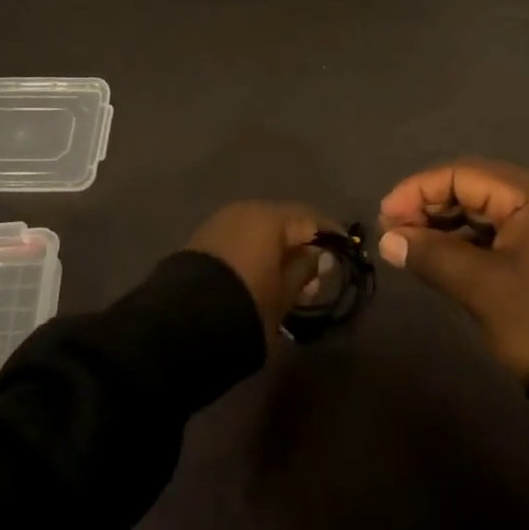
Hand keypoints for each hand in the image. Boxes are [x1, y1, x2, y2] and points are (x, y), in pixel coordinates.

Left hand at [186, 201, 332, 336]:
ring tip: (288, 280)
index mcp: (270, 217)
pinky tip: (261, 275)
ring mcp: (222, 222)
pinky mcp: (204, 239)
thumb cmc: (248, 301)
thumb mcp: (285, 292)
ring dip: (276, 250)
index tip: (344, 249)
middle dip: (300, 244)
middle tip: (316, 272)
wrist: (185, 320)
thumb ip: (305, 269)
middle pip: (283, 222)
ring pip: (260, 231)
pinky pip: (240, 239)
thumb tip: (319, 255)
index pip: (310, 218)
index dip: (329, 233)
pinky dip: (255, 253)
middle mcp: (246, 210)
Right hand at [378, 159, 528, 380]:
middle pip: (473, 187)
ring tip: (413, 247)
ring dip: (447, 225)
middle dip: (429, 207)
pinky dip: (469, 242)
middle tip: (394, 234)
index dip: (417, 191)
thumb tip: (388, 239)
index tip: (384, 218)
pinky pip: (501, 232)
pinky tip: (445, 259)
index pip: (461, 174)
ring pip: (485, 211)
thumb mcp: (483, 288)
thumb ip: (432, 256)